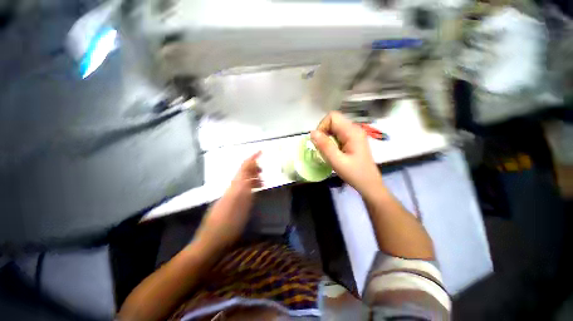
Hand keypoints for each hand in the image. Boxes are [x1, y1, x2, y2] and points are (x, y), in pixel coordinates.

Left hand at [193, 152, 261, 252]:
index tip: (260, 151)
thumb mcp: (241, 204)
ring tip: (262, 182)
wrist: (211, 241)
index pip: (243, 167)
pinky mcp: (228, 203)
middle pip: (242, 173)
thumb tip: (251, 174)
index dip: (252, 158)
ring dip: (252, 178)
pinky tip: (253, 192)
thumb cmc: (228, 224)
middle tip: (264, 171)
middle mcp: (231, 188)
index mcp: (235, 186)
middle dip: (253, 168)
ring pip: (242, 181)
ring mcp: (229, 196)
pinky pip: (241, 189)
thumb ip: (246, 187)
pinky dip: (249, 187)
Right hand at [310, 112, 383, 197]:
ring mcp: (354, 134)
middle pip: (333, 121)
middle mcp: (354, 129)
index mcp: (352, 132)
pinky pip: (338, 134)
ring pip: (334, 128)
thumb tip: (312, 132)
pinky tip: (334, 152)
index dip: (322, 126)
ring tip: (328, 151)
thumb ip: (324, 146)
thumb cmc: (354, 174)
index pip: (332, 117)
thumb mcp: (337, 161)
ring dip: (327, 138)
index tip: (320, 142)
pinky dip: (331, 141)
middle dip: (324, 133)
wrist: (369, 184)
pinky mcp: (353, 139)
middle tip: (323, 148)